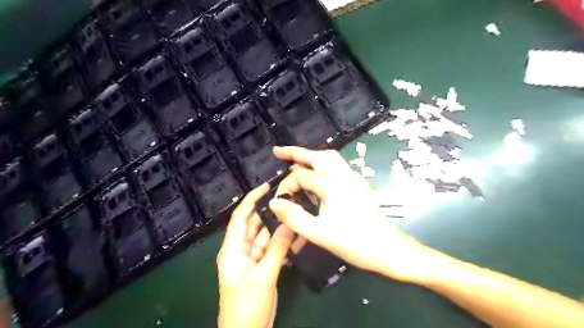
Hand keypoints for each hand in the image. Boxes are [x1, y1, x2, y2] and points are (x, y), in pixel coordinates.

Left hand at [218, 183, 293, 327]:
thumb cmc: (246, 305)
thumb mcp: (263, 275)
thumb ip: (277, 248)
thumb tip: (289, 223)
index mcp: (233, 249)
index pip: (241, 217)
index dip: (251, 199)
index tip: (266, 186)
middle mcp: (242, 250)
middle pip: (255, 225)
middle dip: (270, 212)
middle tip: (289, 199)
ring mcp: (253, 259)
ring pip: (267, 237)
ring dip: (279, 228)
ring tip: (296, 213)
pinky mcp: (263, 268)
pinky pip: (274, 251)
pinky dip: (284, 244)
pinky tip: (299, 237)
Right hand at [271, 147, 429, 282]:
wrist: (388, 249)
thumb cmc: (354, 242)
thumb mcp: (319, 233)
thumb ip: (294, 217)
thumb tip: (274, 203)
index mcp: (332, 183)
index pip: (300, 176)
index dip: (286, 187)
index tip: (279, 203)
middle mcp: (343, 174)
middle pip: (316, 156)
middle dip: (296, 153)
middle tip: (278, 152)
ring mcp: (353, 178)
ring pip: (328, 159)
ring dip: (311, 157)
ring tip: (295, 161)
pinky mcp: (357, 185)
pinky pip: (336, 167)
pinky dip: (322, 166)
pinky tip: (315, 176)